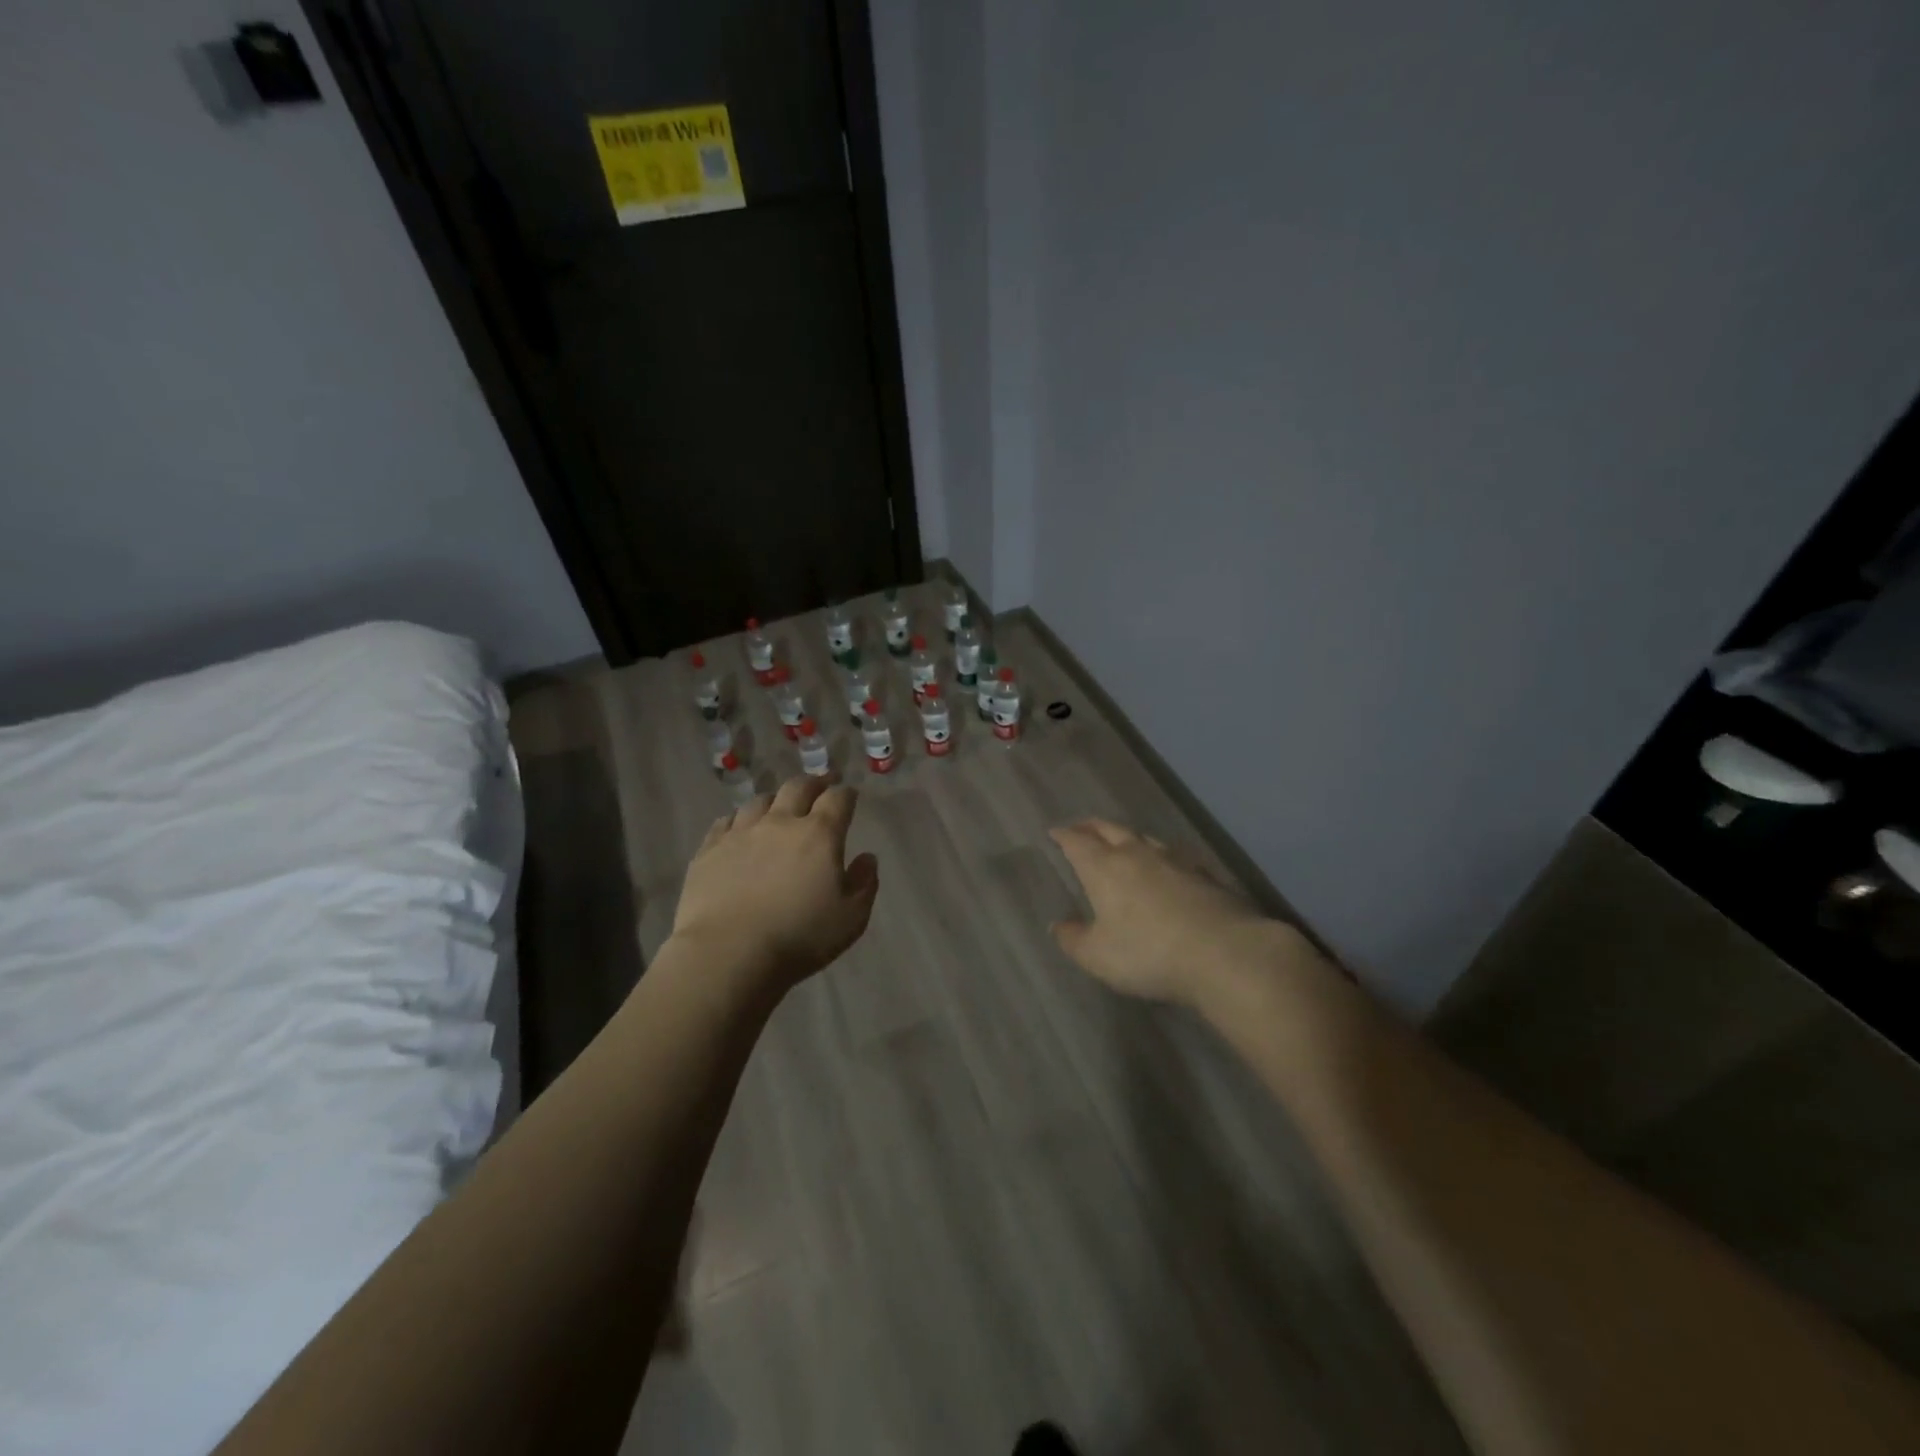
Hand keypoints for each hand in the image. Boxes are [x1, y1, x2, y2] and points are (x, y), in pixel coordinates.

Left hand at [671, 776, 878, 996]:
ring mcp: (741, 833)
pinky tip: (739, 829)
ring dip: (775, 800)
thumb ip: (864, 883)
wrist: (728, 952)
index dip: (846, 794)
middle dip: (813, 784)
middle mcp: (780, 822)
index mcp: (819, 834)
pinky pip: (725, 822)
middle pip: (798, 787)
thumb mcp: (851, 918)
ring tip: (778, 808)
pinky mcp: (709, 849)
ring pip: (760, 801)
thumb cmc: (799, 937)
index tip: (849, 796)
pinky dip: (738, 820)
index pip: (838, 799)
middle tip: (819, 787)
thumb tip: (867, 858)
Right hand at [1049, 818, 1303, 1005]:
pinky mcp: (1205, 873)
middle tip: (1081, 828)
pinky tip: (1165, 867)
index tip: (1054, 832)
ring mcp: (1175, 859)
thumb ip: (1073, 939)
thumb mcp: (1098, 956)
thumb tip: (1057, 925)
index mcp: (1105, 867)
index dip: (1064, 835)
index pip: (1077, 841)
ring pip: (1143, 838)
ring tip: (1121, 843)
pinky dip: (1159, 856)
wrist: (1225, 952)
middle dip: (1092, 827)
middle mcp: (1137, 854)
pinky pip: (1173, 855)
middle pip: (1110, 829)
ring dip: (1126, 837)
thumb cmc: (1149, 953)